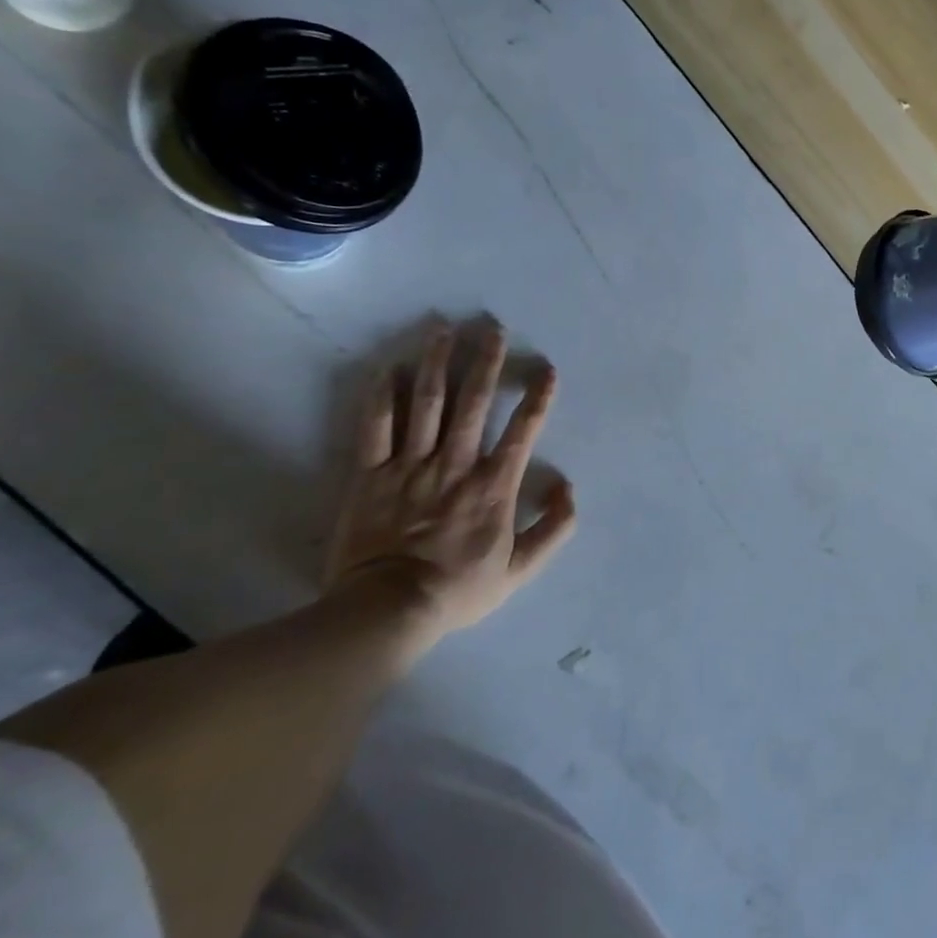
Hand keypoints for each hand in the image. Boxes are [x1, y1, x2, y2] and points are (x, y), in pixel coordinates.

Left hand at [326, 316, 575, 642]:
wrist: (386, 610)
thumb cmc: (458, 588)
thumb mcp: (521, 569)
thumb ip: (554, 528)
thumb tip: (567, 486)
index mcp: (493, 486)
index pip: (523, 432)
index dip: (538, 398)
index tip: (547, 369)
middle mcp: (455, 465)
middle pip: (473, 403)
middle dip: (486, 362)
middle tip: (492, 327)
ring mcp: (409, 467)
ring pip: (426, 404)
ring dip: (438, 363)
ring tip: (444, 329)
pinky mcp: (369, 475)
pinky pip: (375, 427)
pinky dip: (383, 396)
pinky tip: (390, 368)